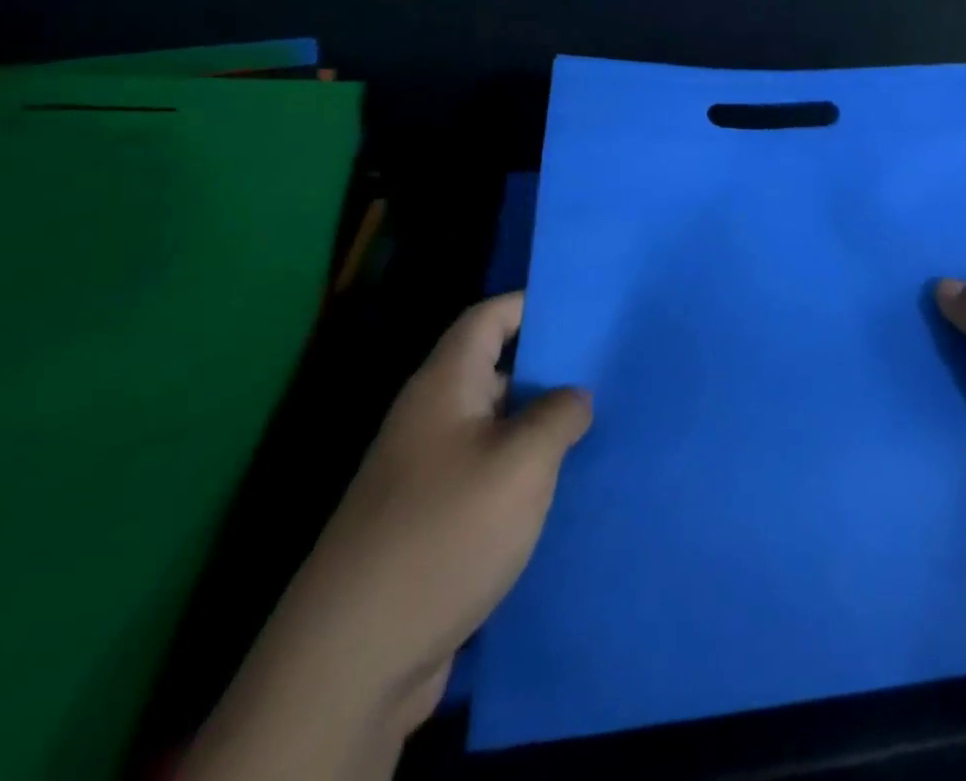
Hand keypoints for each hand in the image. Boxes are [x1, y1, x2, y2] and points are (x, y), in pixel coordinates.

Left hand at [182, 294, 590, 778]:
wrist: (354, 662)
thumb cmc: (444, 533)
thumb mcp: (521, 462)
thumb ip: (559, 414)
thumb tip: (574, 398)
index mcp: (444, 387)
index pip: (488, 318)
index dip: (532, 303)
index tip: (585, 306)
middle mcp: (432, 421)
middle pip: (498, 371)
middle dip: (552, 368)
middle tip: (612, 366)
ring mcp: (430, 475)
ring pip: (500, 428)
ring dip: (545, 426)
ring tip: (605, 423)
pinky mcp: (436, 523)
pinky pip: (492, 476)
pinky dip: (529, 473)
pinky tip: (570, 486)